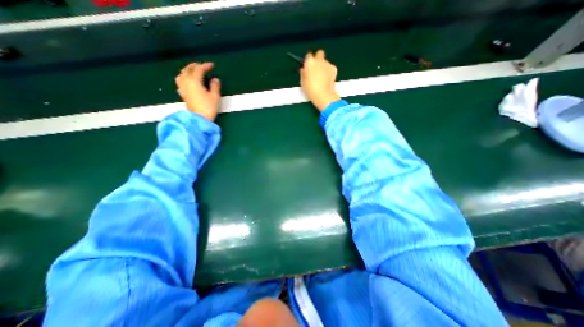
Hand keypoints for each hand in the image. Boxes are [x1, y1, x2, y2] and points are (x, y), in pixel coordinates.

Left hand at [176, 62, 221, 120]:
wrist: (199, 119)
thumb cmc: (208, 107)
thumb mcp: (215, 97)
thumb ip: (215, 86)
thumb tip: (215, 79)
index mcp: (194, 81)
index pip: (199, 69)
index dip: (205, 66)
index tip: (212, 65)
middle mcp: (186, 82)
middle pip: (188, 70)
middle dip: (195, 66)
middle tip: (203, 66)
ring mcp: (183, 88)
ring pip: (182, 74)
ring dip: (187, 70)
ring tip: (193, 71)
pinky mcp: (183, 94)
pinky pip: (180, 81)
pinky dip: (184, 77)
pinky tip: (187, 80)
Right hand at [299, 49, 339, 112]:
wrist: (323, 95)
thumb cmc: (310, 90)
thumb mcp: (302, 82)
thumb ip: (303, 74)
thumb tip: (304, 70)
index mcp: (309, 62)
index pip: (308, 56)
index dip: (308, 61)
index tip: (308, 67)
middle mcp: (319, 60)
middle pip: (319, 53)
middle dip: (318, 58)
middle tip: (317, 68)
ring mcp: (327, 63)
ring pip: (325, 61)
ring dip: (323, 66)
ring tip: (322, 77)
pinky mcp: (334, 68)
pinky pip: (330, 67)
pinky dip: (329, 71)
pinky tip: (327, 79)